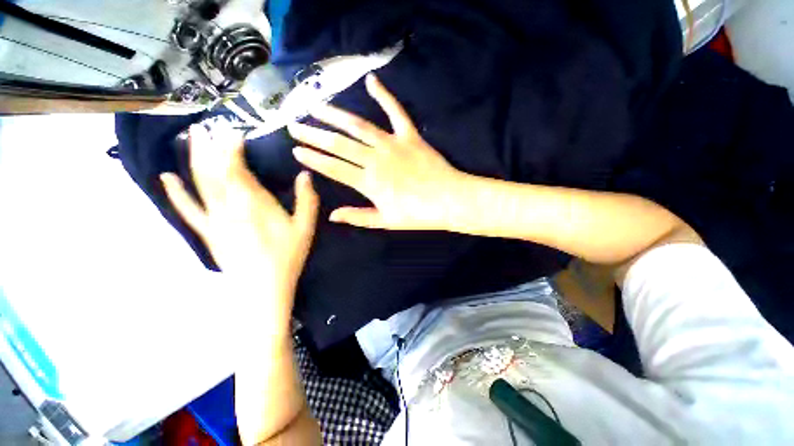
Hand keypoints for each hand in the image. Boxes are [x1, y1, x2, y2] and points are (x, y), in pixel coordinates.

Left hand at [160, 124, 318, 332]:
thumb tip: (305, 174)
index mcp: (254, 203)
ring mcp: (214, 219)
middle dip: (210, 146)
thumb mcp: (305, 227)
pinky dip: (176, 193)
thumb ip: (307, 199)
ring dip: (193, 159)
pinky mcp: (208, 231)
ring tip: (189, 137)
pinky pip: (188, 209)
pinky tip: (167, 177)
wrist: (263, 287)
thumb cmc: (287, 256)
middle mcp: (229, 205)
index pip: (237, 168)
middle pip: (214, 171)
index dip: (232, 148)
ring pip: (200, 183)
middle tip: (207, 125)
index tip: (235, 132)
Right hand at [289, 74, 465, 230]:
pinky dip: (384, 95)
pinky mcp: (410, 135)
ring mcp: (393, 144)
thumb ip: (358, 216)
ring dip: (335, 114)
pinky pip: (396, 111)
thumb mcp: (385, 221)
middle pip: (339, 144)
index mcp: (369, 182)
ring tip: (315, 105)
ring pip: (359, 126)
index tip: (296, 150)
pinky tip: (371, 80)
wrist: (449, 201)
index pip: (334, 168)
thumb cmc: (418, 214)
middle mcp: (376, 159)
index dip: (313, 159)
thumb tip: (331, 215)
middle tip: (293, 124)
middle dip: (314, 134)